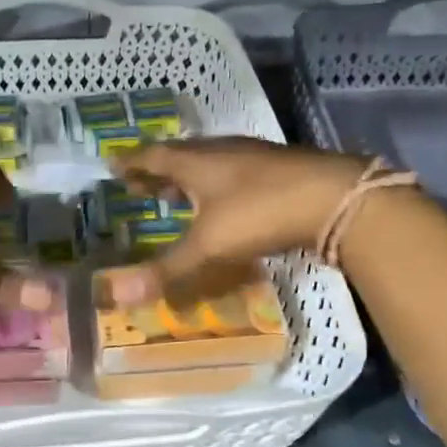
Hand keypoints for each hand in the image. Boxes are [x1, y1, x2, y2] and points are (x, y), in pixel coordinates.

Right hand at [106, 138, 369, 303]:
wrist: (334, 198)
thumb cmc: (261, 212)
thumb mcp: (209, 244)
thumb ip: (166, 269)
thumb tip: (116, 295)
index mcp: (196, 161)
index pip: (152, 156)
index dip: (131, 163)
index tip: (112, 165)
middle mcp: (221, 152)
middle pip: (180, 157)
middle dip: (156, 171)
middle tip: (138, 184)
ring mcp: (252, 158)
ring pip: (209, 164)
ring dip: (187, 177)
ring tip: (174, 193)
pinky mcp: (277, 171)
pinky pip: (233, 173)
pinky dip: (216, 185)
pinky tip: (223, 202)